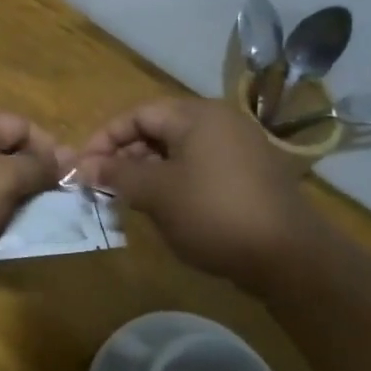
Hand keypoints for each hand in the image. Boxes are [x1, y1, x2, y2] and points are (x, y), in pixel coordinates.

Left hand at [0, 103, 64, 261]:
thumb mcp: (3, 179)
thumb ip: (37, 168)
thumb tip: (68, 157)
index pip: (23, 126)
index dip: (49, 152)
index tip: (67, 185)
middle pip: (1, 153)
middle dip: (24, 182)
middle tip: (43, 211)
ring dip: (0, 204)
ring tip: (12, 228)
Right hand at [75, 98, 318, 289]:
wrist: (289, 256)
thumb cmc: (214, 214)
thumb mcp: (157, 194)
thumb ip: (117, 174)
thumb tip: (81, 166)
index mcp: (196, 115)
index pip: (138, 114)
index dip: (105, 138)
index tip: (82, 167)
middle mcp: (219, 121)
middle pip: (158, 129)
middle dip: (125, 155)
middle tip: (102, 186)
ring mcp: (238, 147)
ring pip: (178, 150)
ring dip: (148, 171)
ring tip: (127, 199)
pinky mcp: (249, 174)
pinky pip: (200, 166)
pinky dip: (175, 180)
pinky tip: (163, 208)